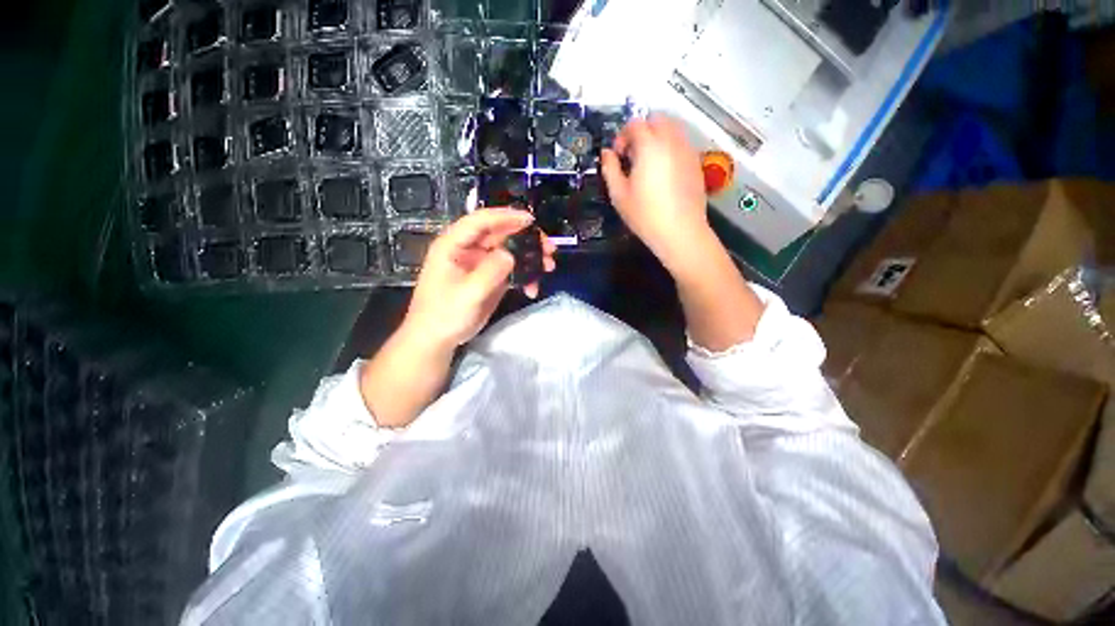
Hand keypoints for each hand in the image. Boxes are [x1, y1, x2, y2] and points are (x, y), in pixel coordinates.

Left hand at [402, 208, 556, 348]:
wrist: (438, 338)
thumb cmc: (444, 314)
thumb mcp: (468, 294)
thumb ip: (489, 272)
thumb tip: (511, 254)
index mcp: (454, 244)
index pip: (481, 221)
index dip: (506, 217)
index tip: (531, 221)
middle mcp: (469, 249)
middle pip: (501, 234)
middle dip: (526, 239)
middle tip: (549, 248)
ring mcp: (481, 263)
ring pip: (510, 251)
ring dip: (530, 257)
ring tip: (549, 266)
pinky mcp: (490, 277)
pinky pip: (511, 269)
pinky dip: (524, 276)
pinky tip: (532, 288)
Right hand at [601, 115, 715, 275]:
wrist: (680, 232)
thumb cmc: (645, 215)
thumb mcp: (619, 195)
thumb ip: (610, 169)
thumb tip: (607, 154)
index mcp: (649, 146)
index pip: (635, 124)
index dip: (622, 136)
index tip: (618, 155)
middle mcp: (671, 141)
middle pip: (656, 119)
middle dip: (642, 131)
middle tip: (633, 155)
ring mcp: (687, 150)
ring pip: (672, 128)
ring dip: (657, 137)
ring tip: (648, 163)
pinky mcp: (696, 162)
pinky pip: (681, 143)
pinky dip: (670, 147)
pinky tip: (664, 172)